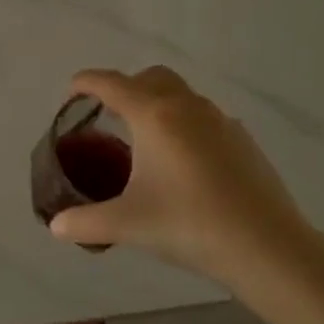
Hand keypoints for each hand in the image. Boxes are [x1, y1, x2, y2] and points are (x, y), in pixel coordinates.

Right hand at [47, 66, 312, 287]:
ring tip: (143, 143)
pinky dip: (184, 126)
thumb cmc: (188, 224)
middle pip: (150, 77)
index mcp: (154, 116)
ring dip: (157, 105)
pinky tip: (182, 165)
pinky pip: (204, 119)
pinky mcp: (242, 140)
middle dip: (125, 87)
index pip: (111, 84)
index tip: (70, 94)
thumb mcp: (126, 225)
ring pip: (181, 96)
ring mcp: (221, 121)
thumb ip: (84, 222)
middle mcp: (188, 107)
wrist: (266, 245)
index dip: (85, 83)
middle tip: (108, 117)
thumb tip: (56, 226)